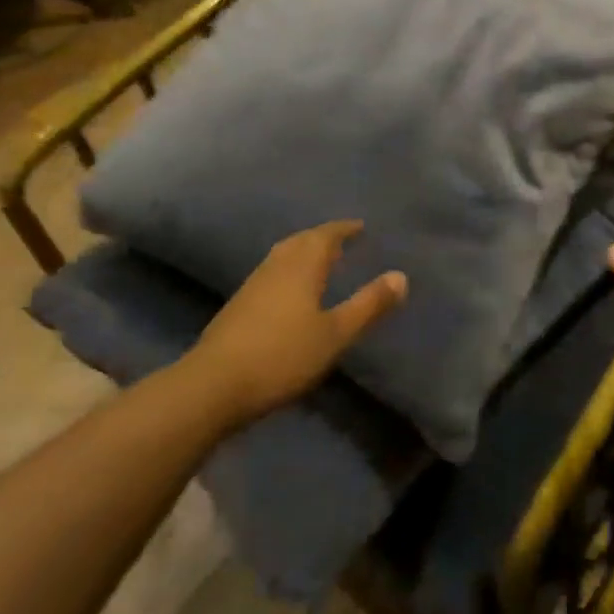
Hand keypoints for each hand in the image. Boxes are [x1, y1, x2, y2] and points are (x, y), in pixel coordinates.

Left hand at [184, 220, 406, 429]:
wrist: (212, 386)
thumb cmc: (282, 356)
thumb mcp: (335, 334)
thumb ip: (368, 305)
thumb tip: (401, 276)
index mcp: (301, 266)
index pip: (325, 235)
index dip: (343, 229)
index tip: (360, 226)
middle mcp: (275, 268)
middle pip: (300, 241)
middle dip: (321, 237)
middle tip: (341, 240)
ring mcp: (252, 286)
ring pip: (281, 257)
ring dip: (302, 252)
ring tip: (319, 261)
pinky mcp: (237, 307)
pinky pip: (270, 274)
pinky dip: (287, 271)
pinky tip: (289, 292)